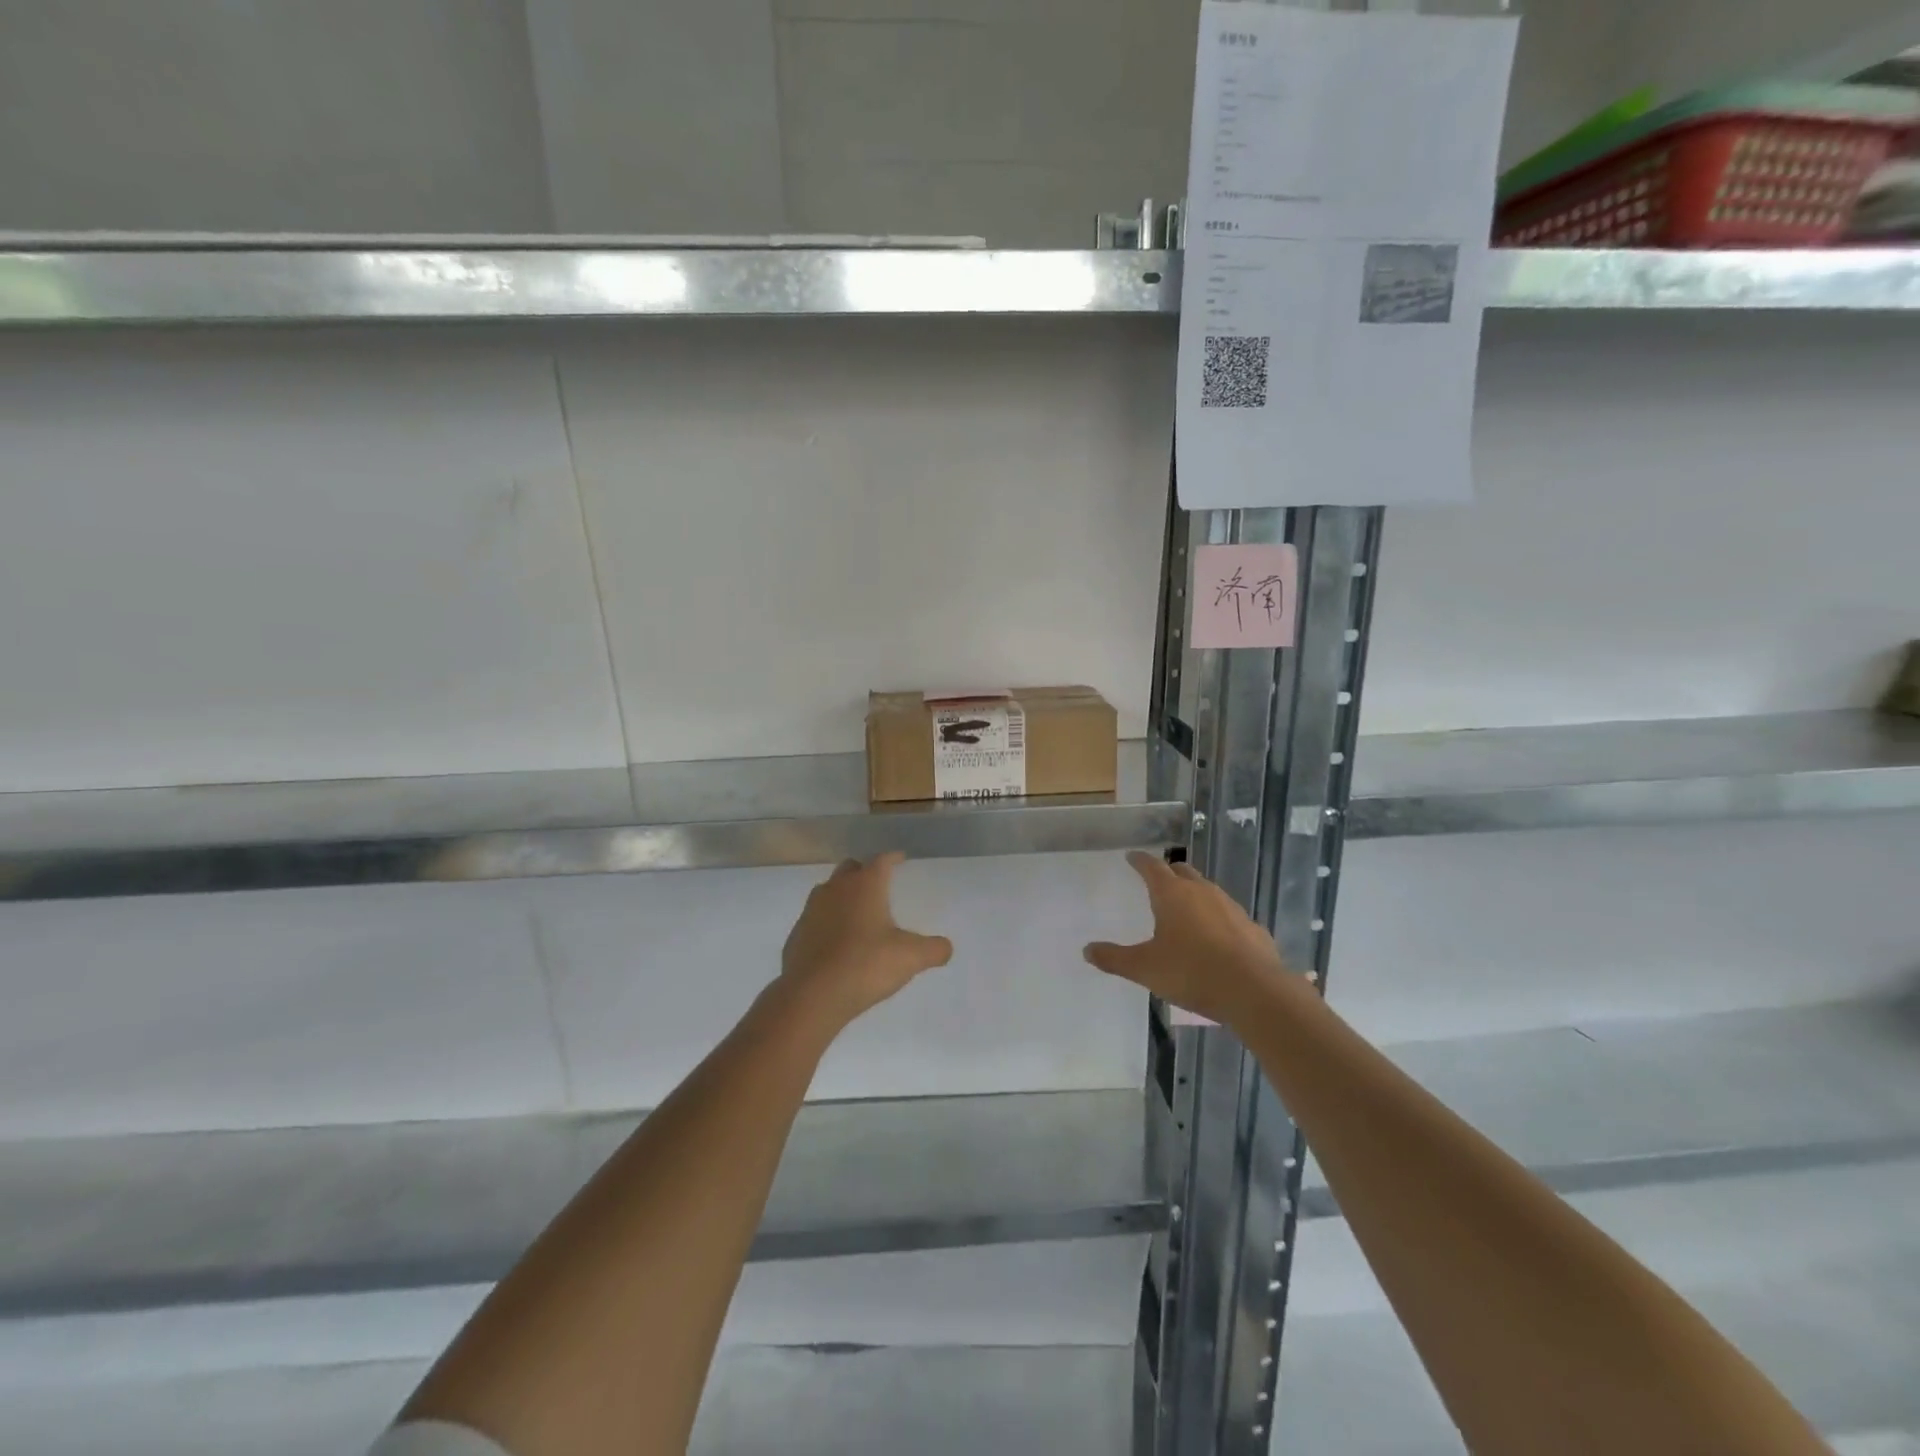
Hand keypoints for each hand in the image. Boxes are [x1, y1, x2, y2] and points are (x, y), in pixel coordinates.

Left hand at [779, 853, 953, 1028]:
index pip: (881, 860)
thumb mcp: (910, 958)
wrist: (812, 995)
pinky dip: (827, 923)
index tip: (900, 859)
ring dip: (843, 896)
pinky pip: (815, 919)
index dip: (893, 858)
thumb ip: (933, 949)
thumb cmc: (866, 965)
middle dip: (864, 872)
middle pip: (850, 868)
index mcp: (865, 885)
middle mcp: (835, 889)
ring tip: (858, 913)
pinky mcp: (796, 935)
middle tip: (878, 885)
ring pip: (829, 891)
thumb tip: (946, 948)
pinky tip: (837, 943)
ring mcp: (811, 910)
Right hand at [1083, 851, 1289, 1025]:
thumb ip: (1114, 958)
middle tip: (1158, 880)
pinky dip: (1217, 920)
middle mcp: (1202, 892)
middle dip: (1169, 873)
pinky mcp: (1252, 928)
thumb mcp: (1144, 968)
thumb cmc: (1191, 972)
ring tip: (1185, 911)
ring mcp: (1231, 907)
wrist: (1254, 991)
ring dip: (1194, 895)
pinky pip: (1229, 916)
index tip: (1131, 856)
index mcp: (1172, 894)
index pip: (1151, 866)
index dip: (1139, 860)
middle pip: (1182, 871)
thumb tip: (1087, 950)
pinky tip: (1215, 938)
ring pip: (1208, 891)